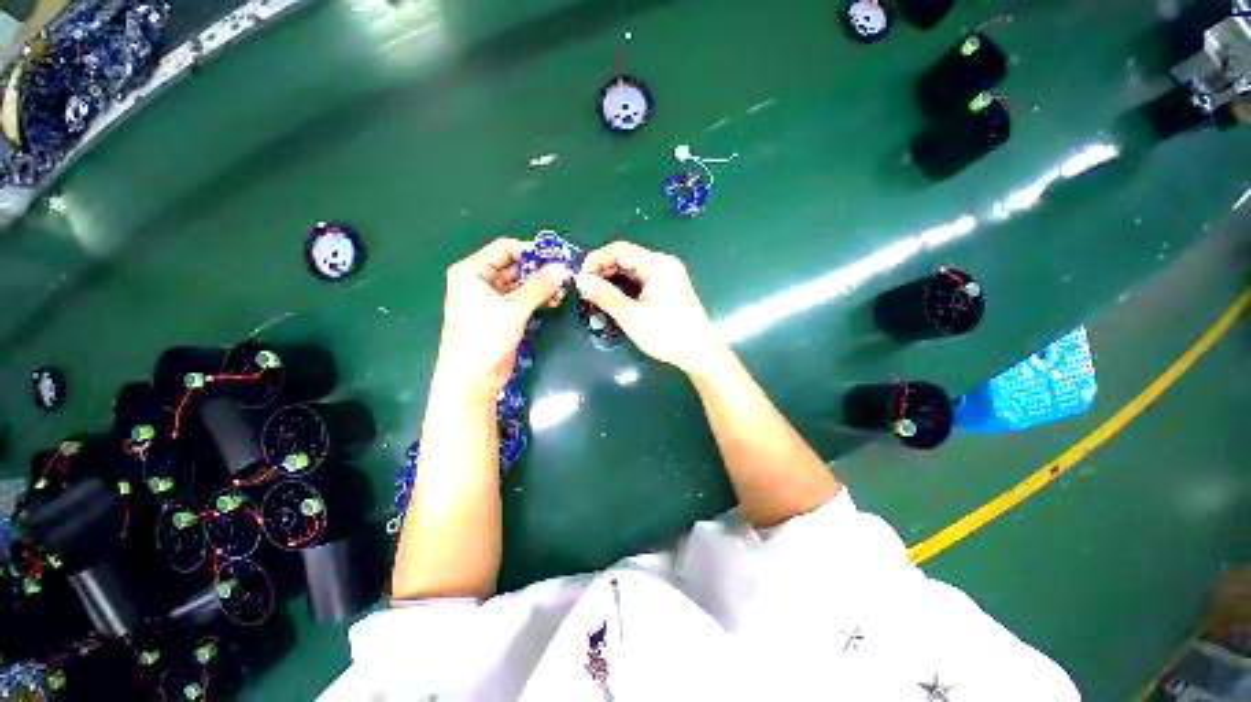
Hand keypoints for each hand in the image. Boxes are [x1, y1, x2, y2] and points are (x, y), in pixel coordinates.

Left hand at [433, 238, 570, 398]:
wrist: (473, 380)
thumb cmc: (484, 339)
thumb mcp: (513, 309)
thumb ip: (540, 286)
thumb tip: (564, 268)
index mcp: (471, 272)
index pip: (504, 249)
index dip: (531, 252)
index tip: (557, 259)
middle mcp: (479, 282)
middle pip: (514, 266)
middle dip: (539, 270)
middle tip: (565, 275)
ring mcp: (491, 300)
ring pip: (520, 284)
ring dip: (541, 286)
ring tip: (563, 290)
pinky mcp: (502, 316)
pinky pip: (522, 299)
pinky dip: (538, 298)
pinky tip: (555, 300)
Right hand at [576, 241, 724, 374]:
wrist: (699, 353)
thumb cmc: (665, 334)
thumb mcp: (631, 316)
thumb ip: (604, 295)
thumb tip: (581, 280)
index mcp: (658, 265)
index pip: (620, 250)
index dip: (596, 260)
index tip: (580, 277)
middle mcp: (664, 263)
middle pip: (627, 258)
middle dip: (604, 270)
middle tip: (585, 289)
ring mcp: (669, 275)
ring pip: (634, 269)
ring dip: (614, 279)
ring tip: (595, 295)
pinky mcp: (670, 287)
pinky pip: (643, 279)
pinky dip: (627, 286)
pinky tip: (614, 298)